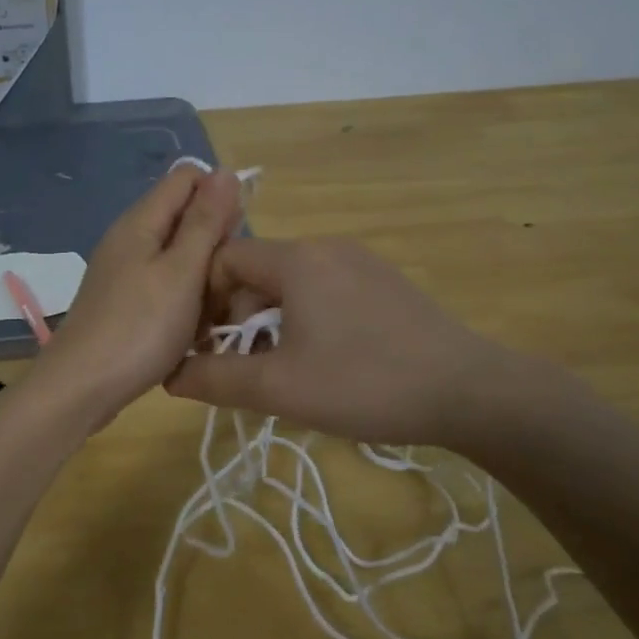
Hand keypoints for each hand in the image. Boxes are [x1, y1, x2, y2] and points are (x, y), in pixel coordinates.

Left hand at [30, 166, 244, 428]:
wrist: (82, 387)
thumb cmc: (139, 327)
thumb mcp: (182, 272)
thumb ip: (205, 222)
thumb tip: (224, 171)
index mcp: (141, 222)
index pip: (187, 178)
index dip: (219, 196)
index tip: (237, 238)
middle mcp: (129, 239)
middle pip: (183, 218)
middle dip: (214, 243)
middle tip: (228, 283)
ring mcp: (124, 272)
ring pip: (178, 257)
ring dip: (203, 277)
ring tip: (215, 311)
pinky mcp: (124, 302)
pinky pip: (165, 287)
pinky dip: (184, 301)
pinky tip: (193, 329)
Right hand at [163, 237, 553, 452]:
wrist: (469, 391)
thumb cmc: (364, 383)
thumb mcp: (278, 388)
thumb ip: (216, 379)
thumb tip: (169, 375)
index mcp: (296, 259)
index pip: (224, 259)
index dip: (204, 300)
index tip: (206, 346)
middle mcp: (327, 247)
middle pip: (258, 271)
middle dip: (238, 316)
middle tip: (243, 366)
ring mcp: (361, 262)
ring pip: (293, 283)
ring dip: (272, 321)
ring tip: (282, 369)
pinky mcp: (386, 283)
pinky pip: (326, 290)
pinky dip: (307, 318)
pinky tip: (325, 361)